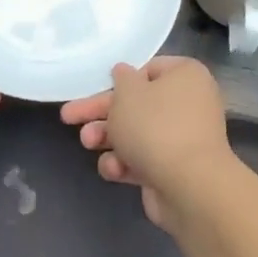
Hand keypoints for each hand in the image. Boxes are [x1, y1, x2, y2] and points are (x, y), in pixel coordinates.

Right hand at [59, 57, 232, 230]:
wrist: (188, 186)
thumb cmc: (155, 127)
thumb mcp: (127, 94)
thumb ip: (121, 80)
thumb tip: (124, 72)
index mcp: (186, 76)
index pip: (149, 70)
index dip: (121, 80)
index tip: (96, 87)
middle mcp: (188, 104)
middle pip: (137, 104)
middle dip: (102, 113)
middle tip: (69, 117)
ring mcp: (183, 139)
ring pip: (136, 134)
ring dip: (107, 138)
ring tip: (87, 143)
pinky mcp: (174, 170)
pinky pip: (144, 160)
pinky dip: (125, 163)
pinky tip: (113, 169)